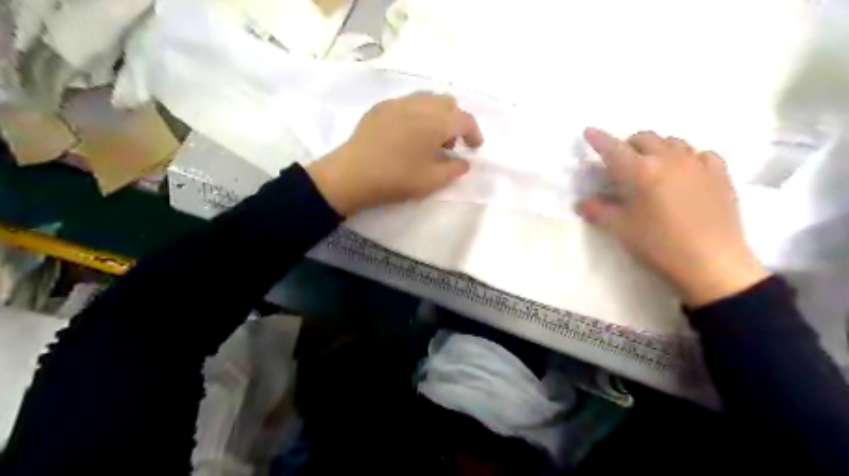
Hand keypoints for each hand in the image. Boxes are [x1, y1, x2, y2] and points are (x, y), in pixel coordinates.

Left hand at [308, 91, 482, 216]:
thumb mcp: (432, 181)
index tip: (475, 147)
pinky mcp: (380, 107)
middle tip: (450, 144)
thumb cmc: (396, 178)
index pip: (464, 119)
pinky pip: (407, 103)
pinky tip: (407, 135)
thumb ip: (454, 170)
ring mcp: (397, 103)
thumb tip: (464, 162)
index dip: (474, 133)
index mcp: (436, 121)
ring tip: (428, 139)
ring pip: (426, 99)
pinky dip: (416, 114)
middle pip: (447, 103)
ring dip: (436, 115)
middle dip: (455, 121)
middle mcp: (419, 104)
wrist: (352, 175)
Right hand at [577, 128, 770, 308]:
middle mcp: (669, 158)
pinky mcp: (720, 174)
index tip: (589, 131)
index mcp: (641, 171)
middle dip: (629, 144)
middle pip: (645, 138)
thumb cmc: (659, 244)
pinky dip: (688, 157)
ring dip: (657, 148)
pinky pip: (701, 154)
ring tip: (653, 167)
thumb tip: (582, 203)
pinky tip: (686, 172)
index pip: (613, 148)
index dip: (599, 139)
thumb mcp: (621, 229)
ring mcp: (698, 163)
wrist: (712, 262)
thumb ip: (598, 211)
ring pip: (673, 142)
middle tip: (622, 163)